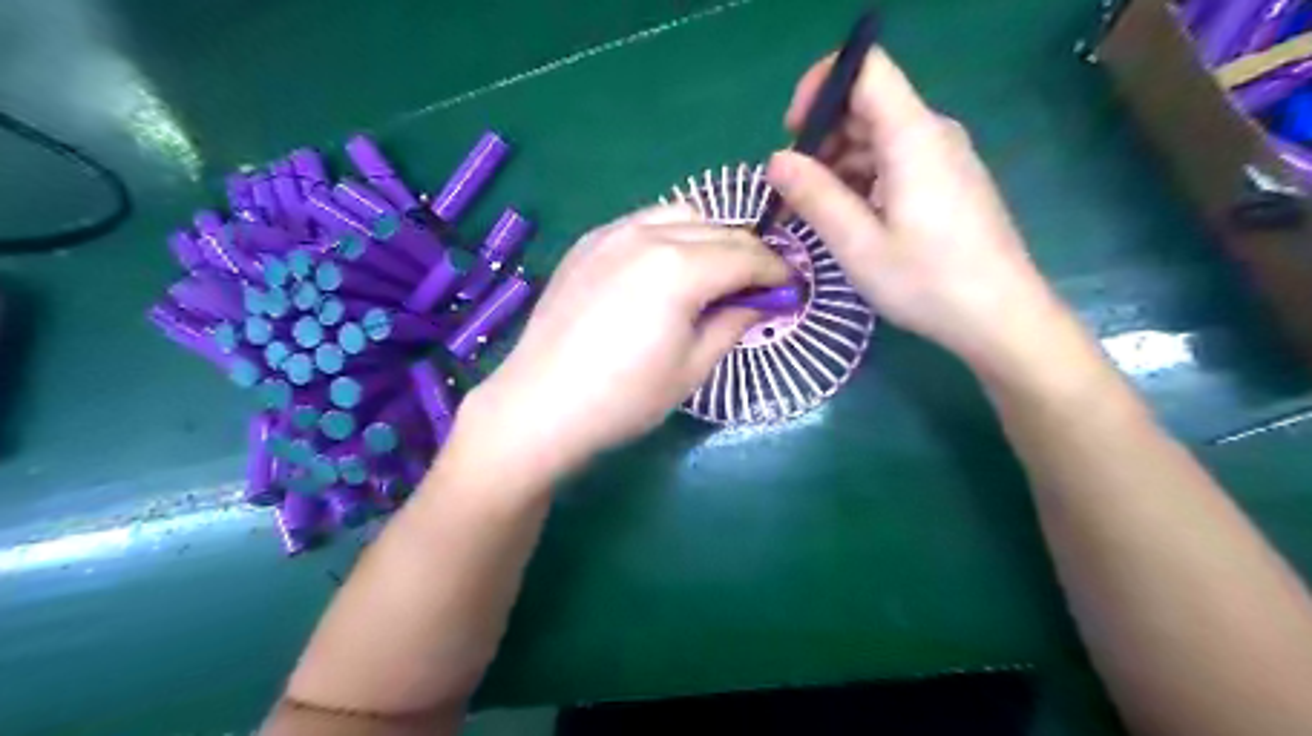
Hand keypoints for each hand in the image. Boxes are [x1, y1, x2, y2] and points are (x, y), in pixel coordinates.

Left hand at [457, 203, 788, 485]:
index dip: (776, 271)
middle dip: (747, 254)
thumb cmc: (624, 398)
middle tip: (756, 286)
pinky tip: (664, 269)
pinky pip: (642, 222)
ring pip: (680, 214)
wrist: (541, 405)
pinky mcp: (587, 243)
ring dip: (709, 237)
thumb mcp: (693, 368)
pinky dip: (668, 235)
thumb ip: (733, 323)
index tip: (790, 288)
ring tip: (711, 274)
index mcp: (681, 267)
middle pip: (718, 229)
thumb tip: (760, 302)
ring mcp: (612, 233)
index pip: (747, 256)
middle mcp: (648, 234)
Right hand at [770, 49, 1063, 374]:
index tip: (792, 135)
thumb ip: (815, 196)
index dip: (822, 87)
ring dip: (837, 164)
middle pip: (867, 105)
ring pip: (878, 137)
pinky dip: (862, 179)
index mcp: (913, 136)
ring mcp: (943, 158)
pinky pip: (895, 161)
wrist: (1001, 317)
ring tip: (811, 211)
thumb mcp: (858, 245)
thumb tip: (776, 161)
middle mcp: (932, 134)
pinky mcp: (947, 182)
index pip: (866, 68)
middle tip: (792, 189)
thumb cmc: (928, 282)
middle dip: (821, 137)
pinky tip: (847, 218)